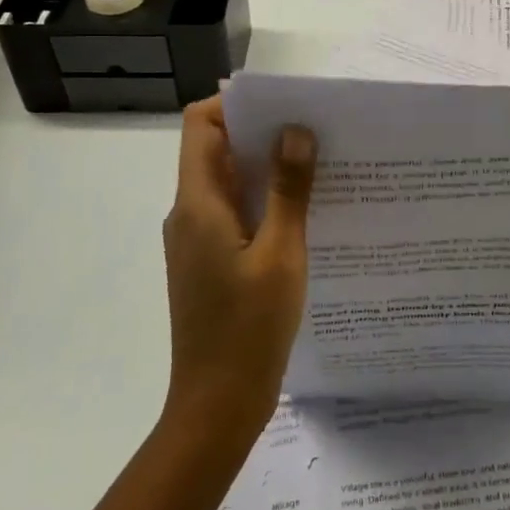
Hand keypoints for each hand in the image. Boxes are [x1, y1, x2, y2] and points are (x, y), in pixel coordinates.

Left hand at [161, 96, 316, 441]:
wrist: (217, 405)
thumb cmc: (249, 329)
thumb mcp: (281, 254)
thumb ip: (289, 191)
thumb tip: (296, 131)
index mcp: (198, 204)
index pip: (201, 125)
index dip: (237, 104)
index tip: (285, 104)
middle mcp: (189, 214)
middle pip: (216, 150)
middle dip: (262, 133)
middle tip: (316, 130)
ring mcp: (197, 241)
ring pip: (229, 184)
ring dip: (267, 170)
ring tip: (320, 166)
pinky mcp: (210, 263)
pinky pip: (235, 215)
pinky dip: (265, 203)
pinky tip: (306, 214)